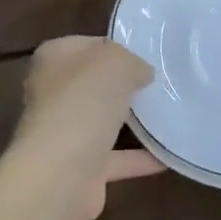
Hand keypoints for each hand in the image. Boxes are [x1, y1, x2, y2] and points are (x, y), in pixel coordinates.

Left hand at [14, 37, 159, 219]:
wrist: (60, 175)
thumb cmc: (83, 102)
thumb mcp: (117, 63)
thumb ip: (132, 62)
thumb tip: (141, 74)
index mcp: (53, 59)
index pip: (87, 45)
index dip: (116, 47)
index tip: (145, 55)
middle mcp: (53, 94)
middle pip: (94, 84)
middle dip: (123, 85)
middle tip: (160, 83)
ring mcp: (64, 133)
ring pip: (102, 121)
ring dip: (130, 122)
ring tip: (168, 114)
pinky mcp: (79, 168)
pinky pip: (115, 158)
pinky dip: (139, 158)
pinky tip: (168, 156)